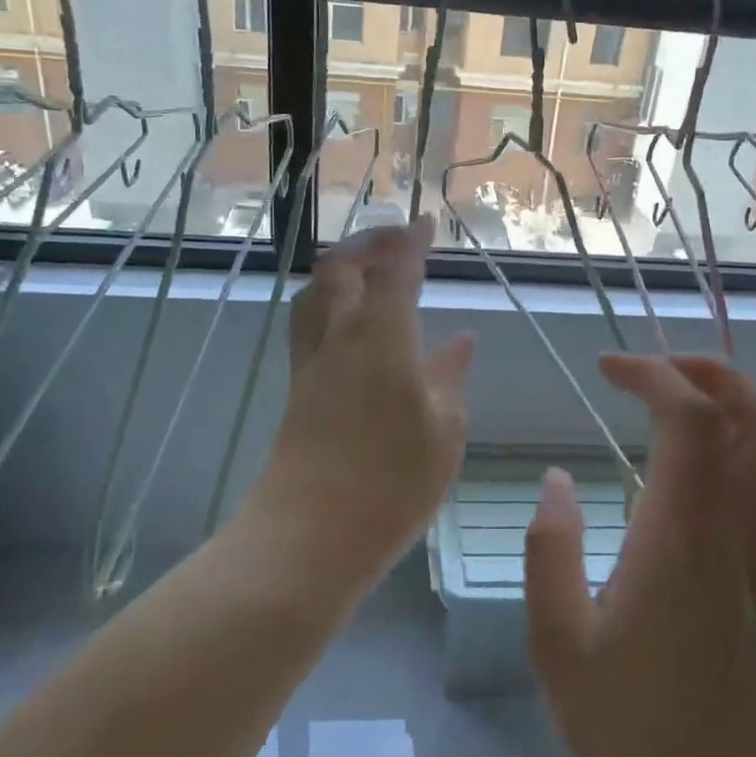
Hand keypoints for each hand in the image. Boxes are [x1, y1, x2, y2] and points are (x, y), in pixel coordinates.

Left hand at [243, 217, 474, 606]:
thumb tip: (459, 340)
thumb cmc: (392, 482)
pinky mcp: (297, 390)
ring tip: (366, 272)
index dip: (410, 242)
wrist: (310, 534)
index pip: (395, 271)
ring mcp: (311, 363)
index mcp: (381, 336)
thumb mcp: (443, 430)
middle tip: (396, 241)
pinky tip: (349, 328)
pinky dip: (328, 306)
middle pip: (341, 269)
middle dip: (368, 244)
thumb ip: (449, 377)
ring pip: (315, 294)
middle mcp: (339, 337)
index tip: (424, 222)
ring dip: (339, 271)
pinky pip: (308, 326)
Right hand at [525, 354, 755, 756]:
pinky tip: (707, 464)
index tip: (606, 367)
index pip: (692, 420)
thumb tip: (556, 479)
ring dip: (738, 402)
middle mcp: (731, 535)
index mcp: (679, 540)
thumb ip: (550, 551)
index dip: (654, 373)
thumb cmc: (625, 736)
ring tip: (677, 402)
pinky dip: (754, 447)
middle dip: (709, 370)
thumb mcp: (557, 644)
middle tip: (649, 372)